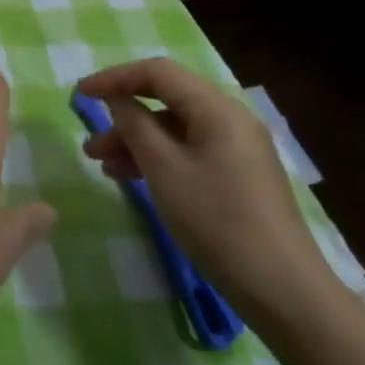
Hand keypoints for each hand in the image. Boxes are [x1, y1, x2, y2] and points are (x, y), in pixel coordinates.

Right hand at [76, 57, 335, 326]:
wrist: (284, 292)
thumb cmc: (218, 223)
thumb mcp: (164, 171)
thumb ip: (135, 126)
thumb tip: (117, 99)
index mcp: (217, 108)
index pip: (158, 73)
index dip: (115, 78)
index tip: (80, 94)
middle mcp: (231, 118)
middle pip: (167, 100)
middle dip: (124, 116)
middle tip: (90, 142)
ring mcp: (238, 148)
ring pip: (177, 129)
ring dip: (138, 141)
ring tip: (102, 166)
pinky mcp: (240, 176)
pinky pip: (191, 151)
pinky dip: (160, 159)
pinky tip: (134, 180)